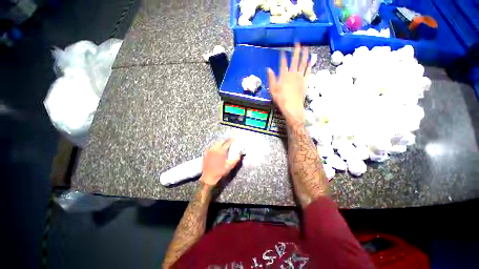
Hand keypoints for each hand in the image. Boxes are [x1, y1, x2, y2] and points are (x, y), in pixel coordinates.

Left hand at [201, 139, 241, 185]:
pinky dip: (215, 146)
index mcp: (221, 151)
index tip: (234, 138)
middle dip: (225, 140)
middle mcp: (215, 149)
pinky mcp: (205, 153)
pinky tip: (217, 149)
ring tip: (223, 143)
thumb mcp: (230, 166)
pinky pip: (211, 147)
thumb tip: (240, 154)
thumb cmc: (220, 172)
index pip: (227, 143)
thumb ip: (236, 159)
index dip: (231, 140)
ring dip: (220, 142)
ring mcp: (209, 150)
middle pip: (221, 141)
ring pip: (215, 143)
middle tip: (229, 140)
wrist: (208, 177)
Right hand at [267, 43, 309, 125]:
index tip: (283, 50)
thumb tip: (269, 69)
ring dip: (305, 55)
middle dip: (296, 51)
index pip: (283, 62)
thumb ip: (271, 78)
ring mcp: (300, 77)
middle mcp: (293, 73)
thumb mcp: (272, 89)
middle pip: (295, 60)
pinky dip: (309, 65)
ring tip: (306, 48)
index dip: (283, 56)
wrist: (292, 106)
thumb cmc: (280, 98)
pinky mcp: (305, 81)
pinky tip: (311, 61)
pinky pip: (308, 71)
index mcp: (284, 75)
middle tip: (298, 43)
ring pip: (303, 63)